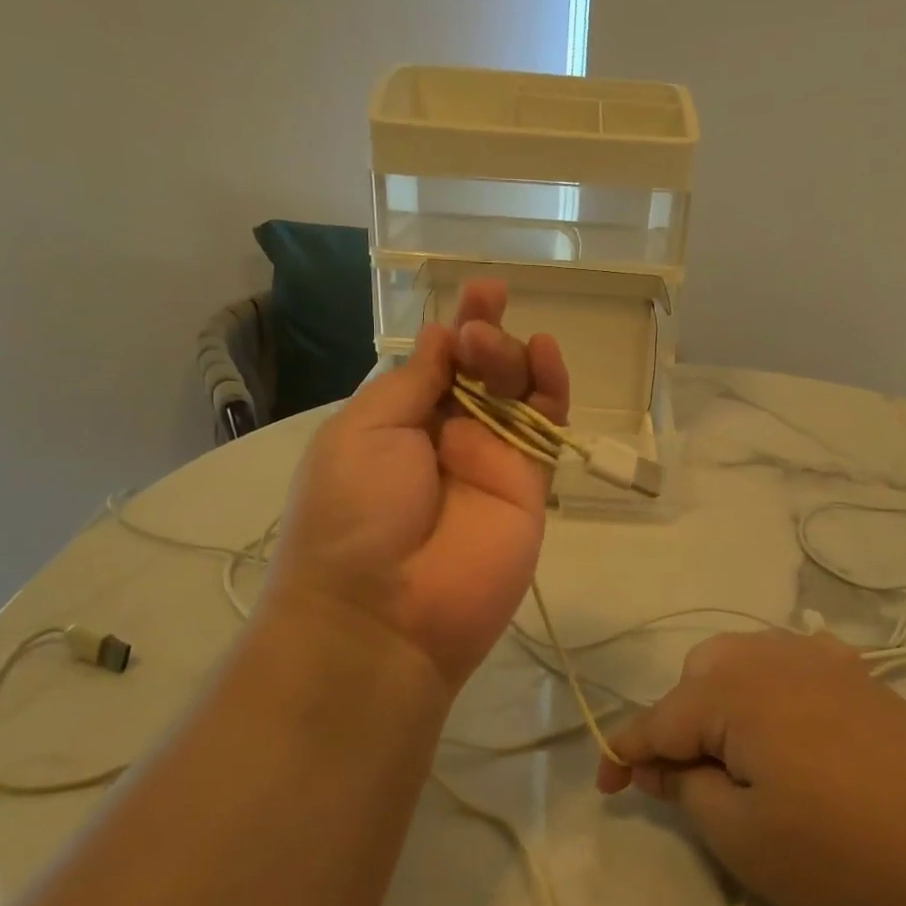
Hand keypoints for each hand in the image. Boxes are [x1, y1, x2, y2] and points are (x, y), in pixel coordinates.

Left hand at [266, 279, 569, 689]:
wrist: (384, 614)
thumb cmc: (353, 514)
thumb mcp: (363, 431)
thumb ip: (412, 381)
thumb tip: (442, 336)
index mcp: (398, 422)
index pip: (437, 363)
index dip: (458, 326)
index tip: (480, 290)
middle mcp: (446, 437)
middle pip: (481, 372)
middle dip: (483, 339)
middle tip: (477, 334)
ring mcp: (491, 462)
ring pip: (517, 393)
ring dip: (512, 357)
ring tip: (498, 346)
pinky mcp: (529, 487)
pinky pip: (546, 431)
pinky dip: (552, 391)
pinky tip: (548, 356)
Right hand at [597, 631, 905, 905]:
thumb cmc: (843, 852)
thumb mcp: (744, 839)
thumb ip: (687, 791)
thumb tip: (662, 764)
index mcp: (733, 690)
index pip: (658, 719)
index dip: (625, 753)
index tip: (607, 786)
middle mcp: (769, 655)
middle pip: (698, 675)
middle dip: (680, 722)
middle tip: (690, 781)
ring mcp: (819, 657)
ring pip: (742, 659)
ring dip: (722, 699)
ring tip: (737, 755)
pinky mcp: (858, 673)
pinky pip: (791, 658)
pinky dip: (770, 683)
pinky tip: (787, 717)